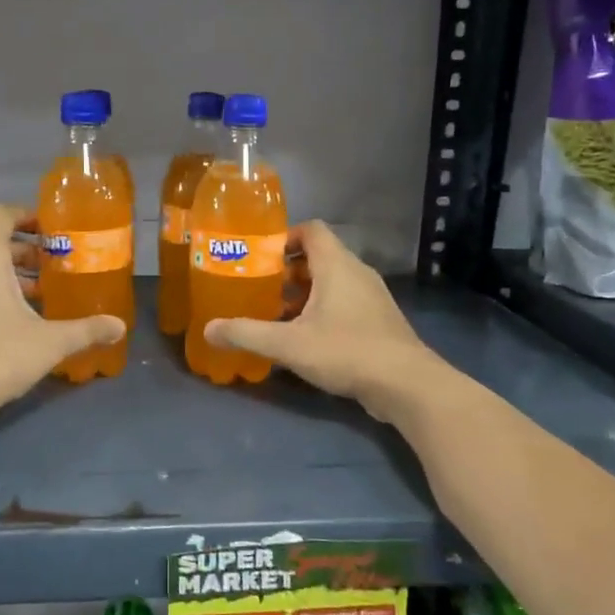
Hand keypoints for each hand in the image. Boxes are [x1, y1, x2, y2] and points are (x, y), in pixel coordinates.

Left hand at [0, 204, 124, 416]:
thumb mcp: (50, 342)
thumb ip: (86, 330)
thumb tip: (119, 327)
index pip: (1, 214)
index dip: (26, 215)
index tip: (50, 229)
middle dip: (23, 252)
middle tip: (53, 267)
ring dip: (5, 274)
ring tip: (37, 296)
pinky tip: (10, 319)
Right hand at [204, 221, 443, 421]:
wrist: (406, 384)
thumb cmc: (346, 351)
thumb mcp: (288, 344)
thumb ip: (246, 334)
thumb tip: (208, 329)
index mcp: (337, 265)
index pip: (311, 230)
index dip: (284, 237)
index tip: (260, 257)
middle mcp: (357, 273)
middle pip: (319, 257)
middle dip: (287, 272)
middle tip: (261, 289)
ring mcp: (372, 297)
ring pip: (332, 282)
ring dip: (305, 294)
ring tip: (277, 316)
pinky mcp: (379, 320)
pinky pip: (345, 303)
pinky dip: (323, 311)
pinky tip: (306, 339)